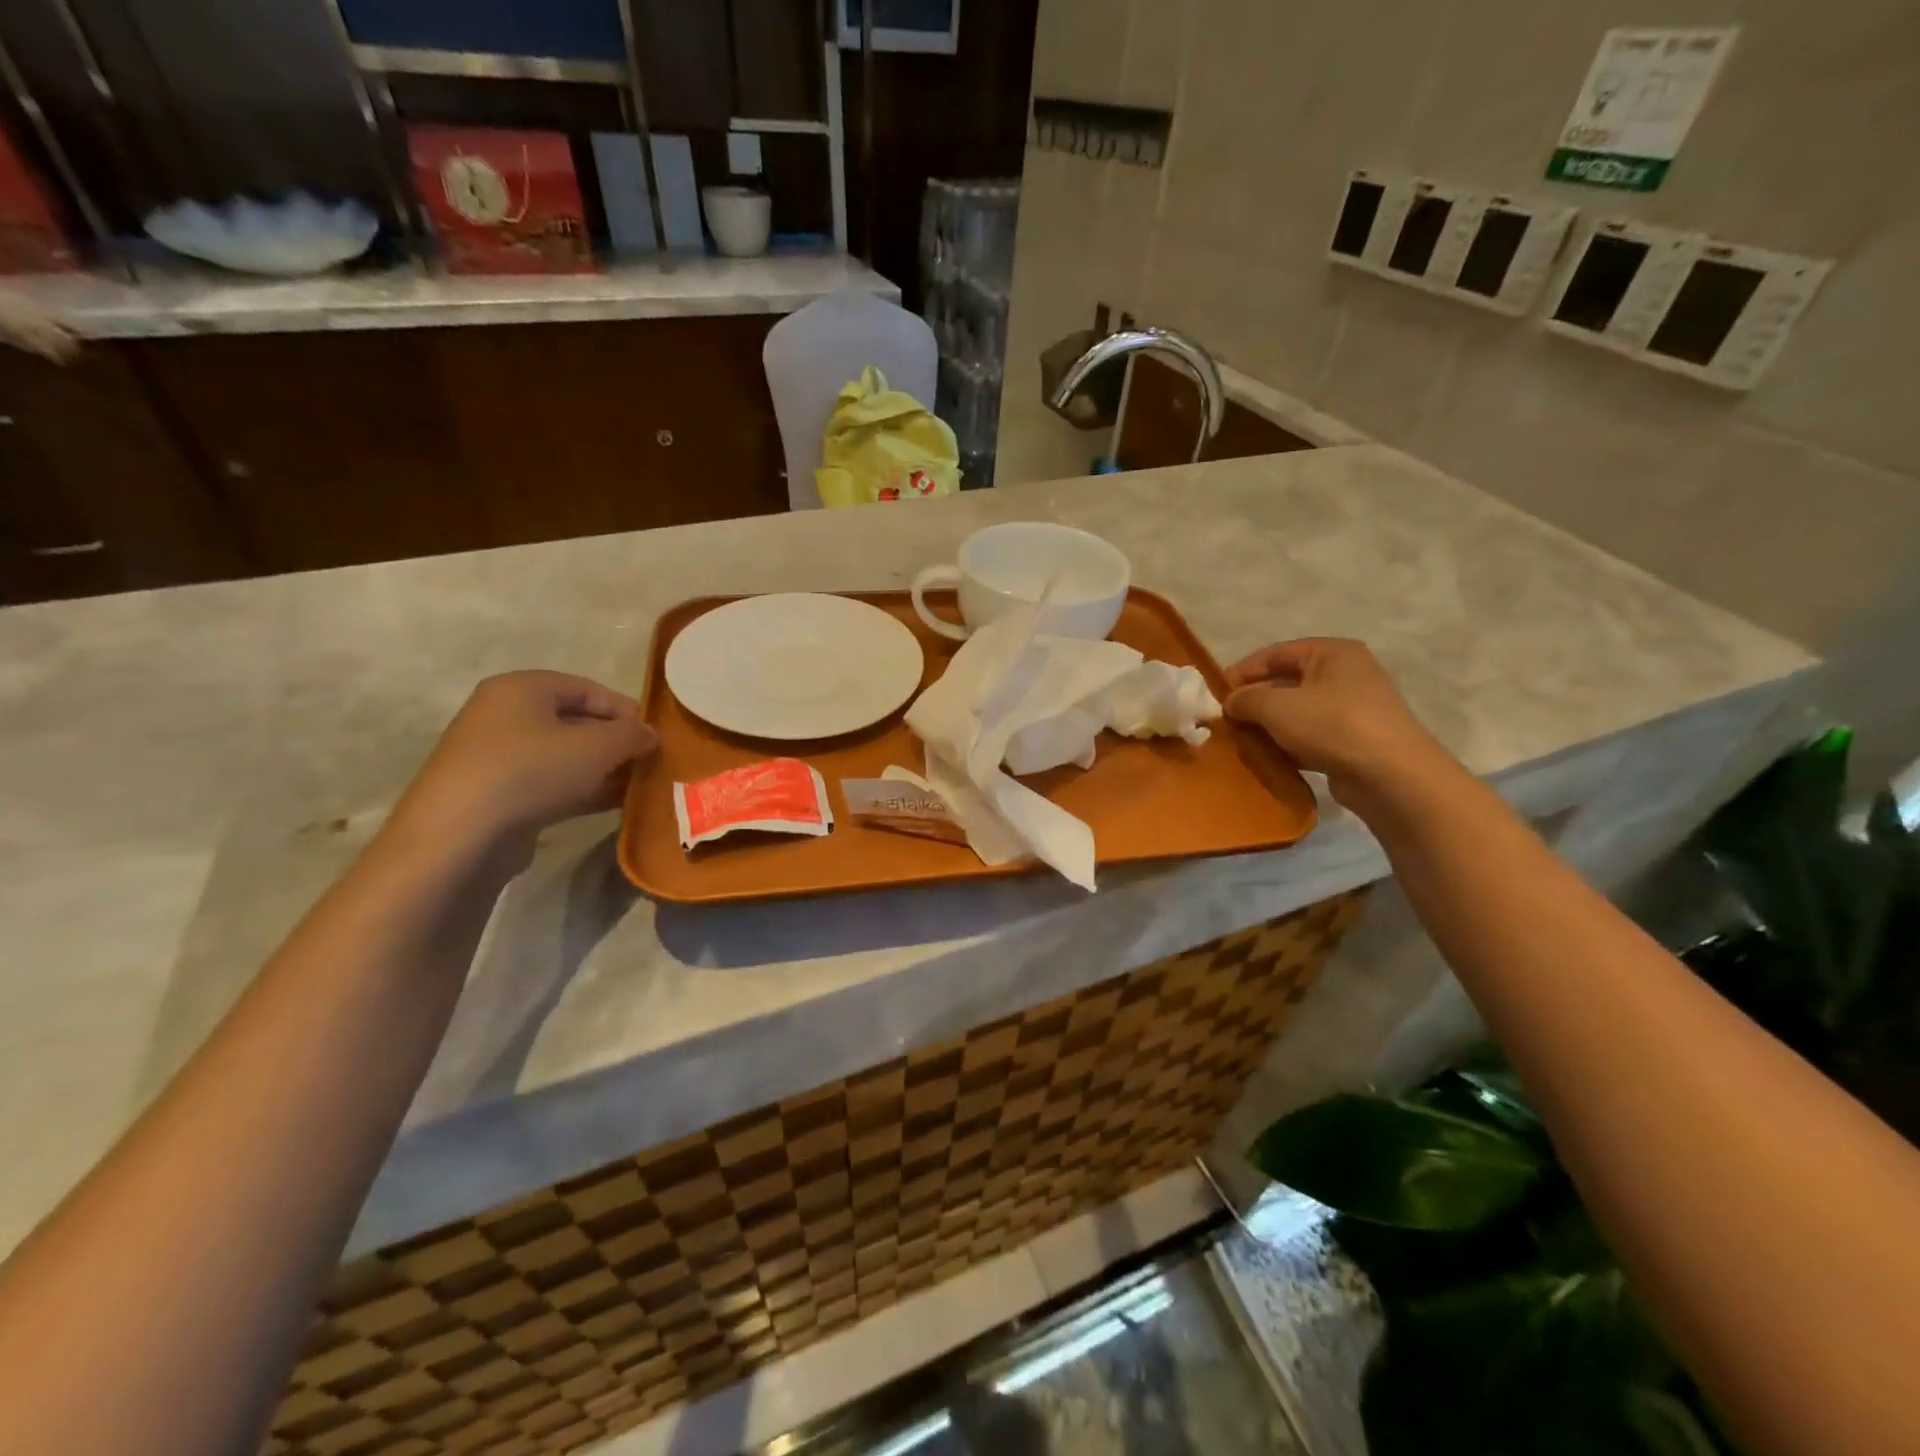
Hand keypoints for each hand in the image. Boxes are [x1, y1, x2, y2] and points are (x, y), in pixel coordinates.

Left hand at [390, 671, 657, 855]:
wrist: (461, 834)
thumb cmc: (532, 771)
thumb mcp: (598, 747)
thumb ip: (632, 735)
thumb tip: (650, 735)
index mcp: (522, 689)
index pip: (587, 688)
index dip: (625, 710)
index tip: (654, 735)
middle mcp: (504, 715)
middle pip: (575, 722)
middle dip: (615, 742)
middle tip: (648, 762)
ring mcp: (497, 757)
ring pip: (564, 756)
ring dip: (603, 769)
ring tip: (637, 786)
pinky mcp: (497, 794)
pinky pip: (550, 783)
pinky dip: (582, 790)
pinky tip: (612, 805)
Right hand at [1224, 638, 1453, 812]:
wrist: (1392, 776)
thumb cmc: (1333, 726)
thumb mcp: (1278, 707)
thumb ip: (1246, 699)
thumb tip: (1230, 702)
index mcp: (1331, 653)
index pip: (1275, 653)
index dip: (1242, 671)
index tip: (1215, 695)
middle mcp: (1345, 673)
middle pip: (1286, 681)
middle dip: (1254, 700)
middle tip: (1226, 720)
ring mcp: (1353, 707)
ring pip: (1297, 710)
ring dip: (1269, 724)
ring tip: (1241, 740)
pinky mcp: (1354, 739)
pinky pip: (1311, 734)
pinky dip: (1289, 743)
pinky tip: (1269, 757)